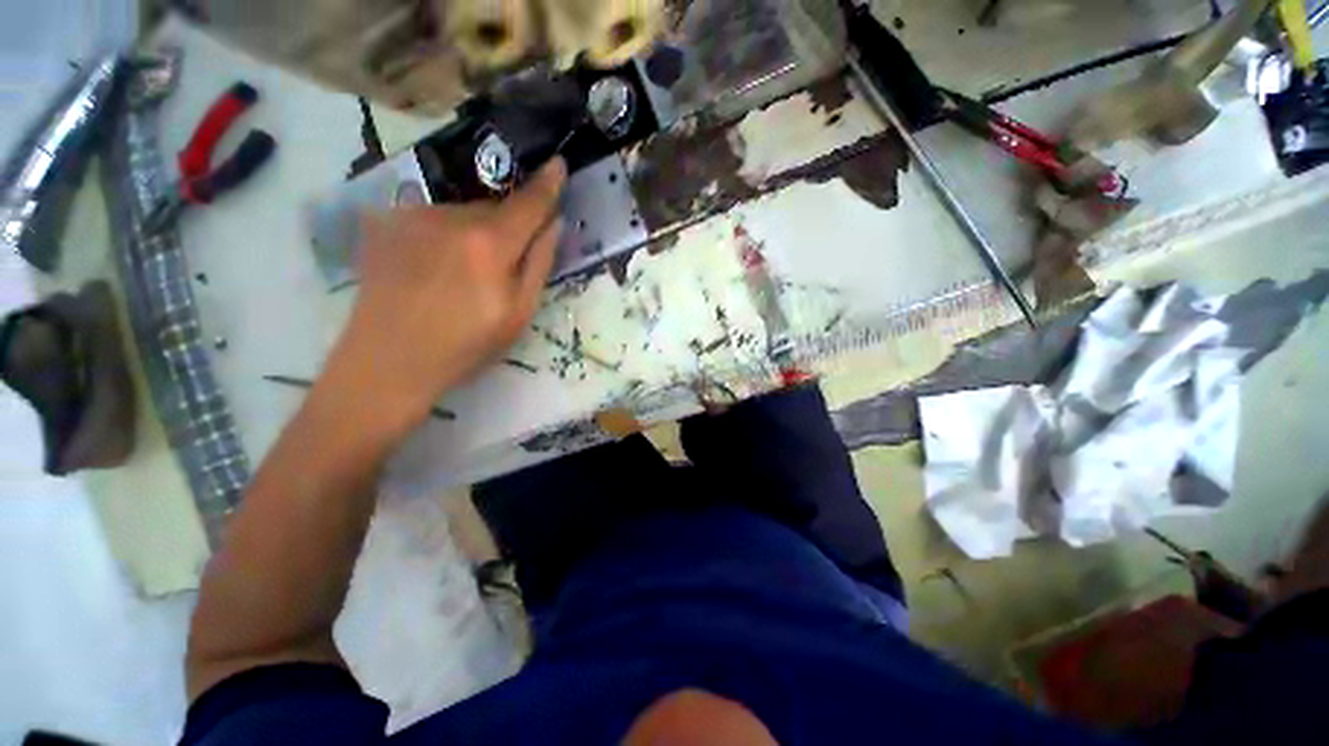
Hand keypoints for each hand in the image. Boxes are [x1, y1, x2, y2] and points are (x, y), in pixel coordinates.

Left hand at [332, 160, 565, 423]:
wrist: (387, 361)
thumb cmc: (465, 345)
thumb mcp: (519, 314)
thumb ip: (540, 264)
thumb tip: (553, 224)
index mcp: (489, 245)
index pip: (528, 204)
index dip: (547, 185)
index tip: (558, 164)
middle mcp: (450, 217)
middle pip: (496, 207)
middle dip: (510, 225)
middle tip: (506, 263)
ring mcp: (413, 215)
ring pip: (464, 211)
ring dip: (477, 231)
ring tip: (465, 272)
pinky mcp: (387, 222)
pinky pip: (434, 217)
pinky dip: (447, 233)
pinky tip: (436, 266)